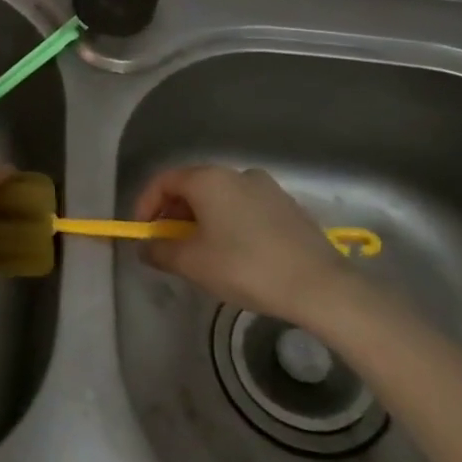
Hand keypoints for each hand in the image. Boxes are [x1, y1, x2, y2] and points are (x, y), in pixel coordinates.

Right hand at [134, 164, 358, 324]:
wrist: (320, 287)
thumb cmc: (245, 267)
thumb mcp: (191, 263)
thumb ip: (159, 251)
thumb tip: (145, 246)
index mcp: (209, 179)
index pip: (164, 181)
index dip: (145, 204)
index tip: (142, 232)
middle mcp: (237, 174)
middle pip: (193, 187)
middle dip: (173, 214)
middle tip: (167, 244)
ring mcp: (267, 189)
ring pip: (221, 198)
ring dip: (201, 220)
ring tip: (200, 252)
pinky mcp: (289, 207)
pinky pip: (245, 209)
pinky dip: (229, 224)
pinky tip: (234, 254)